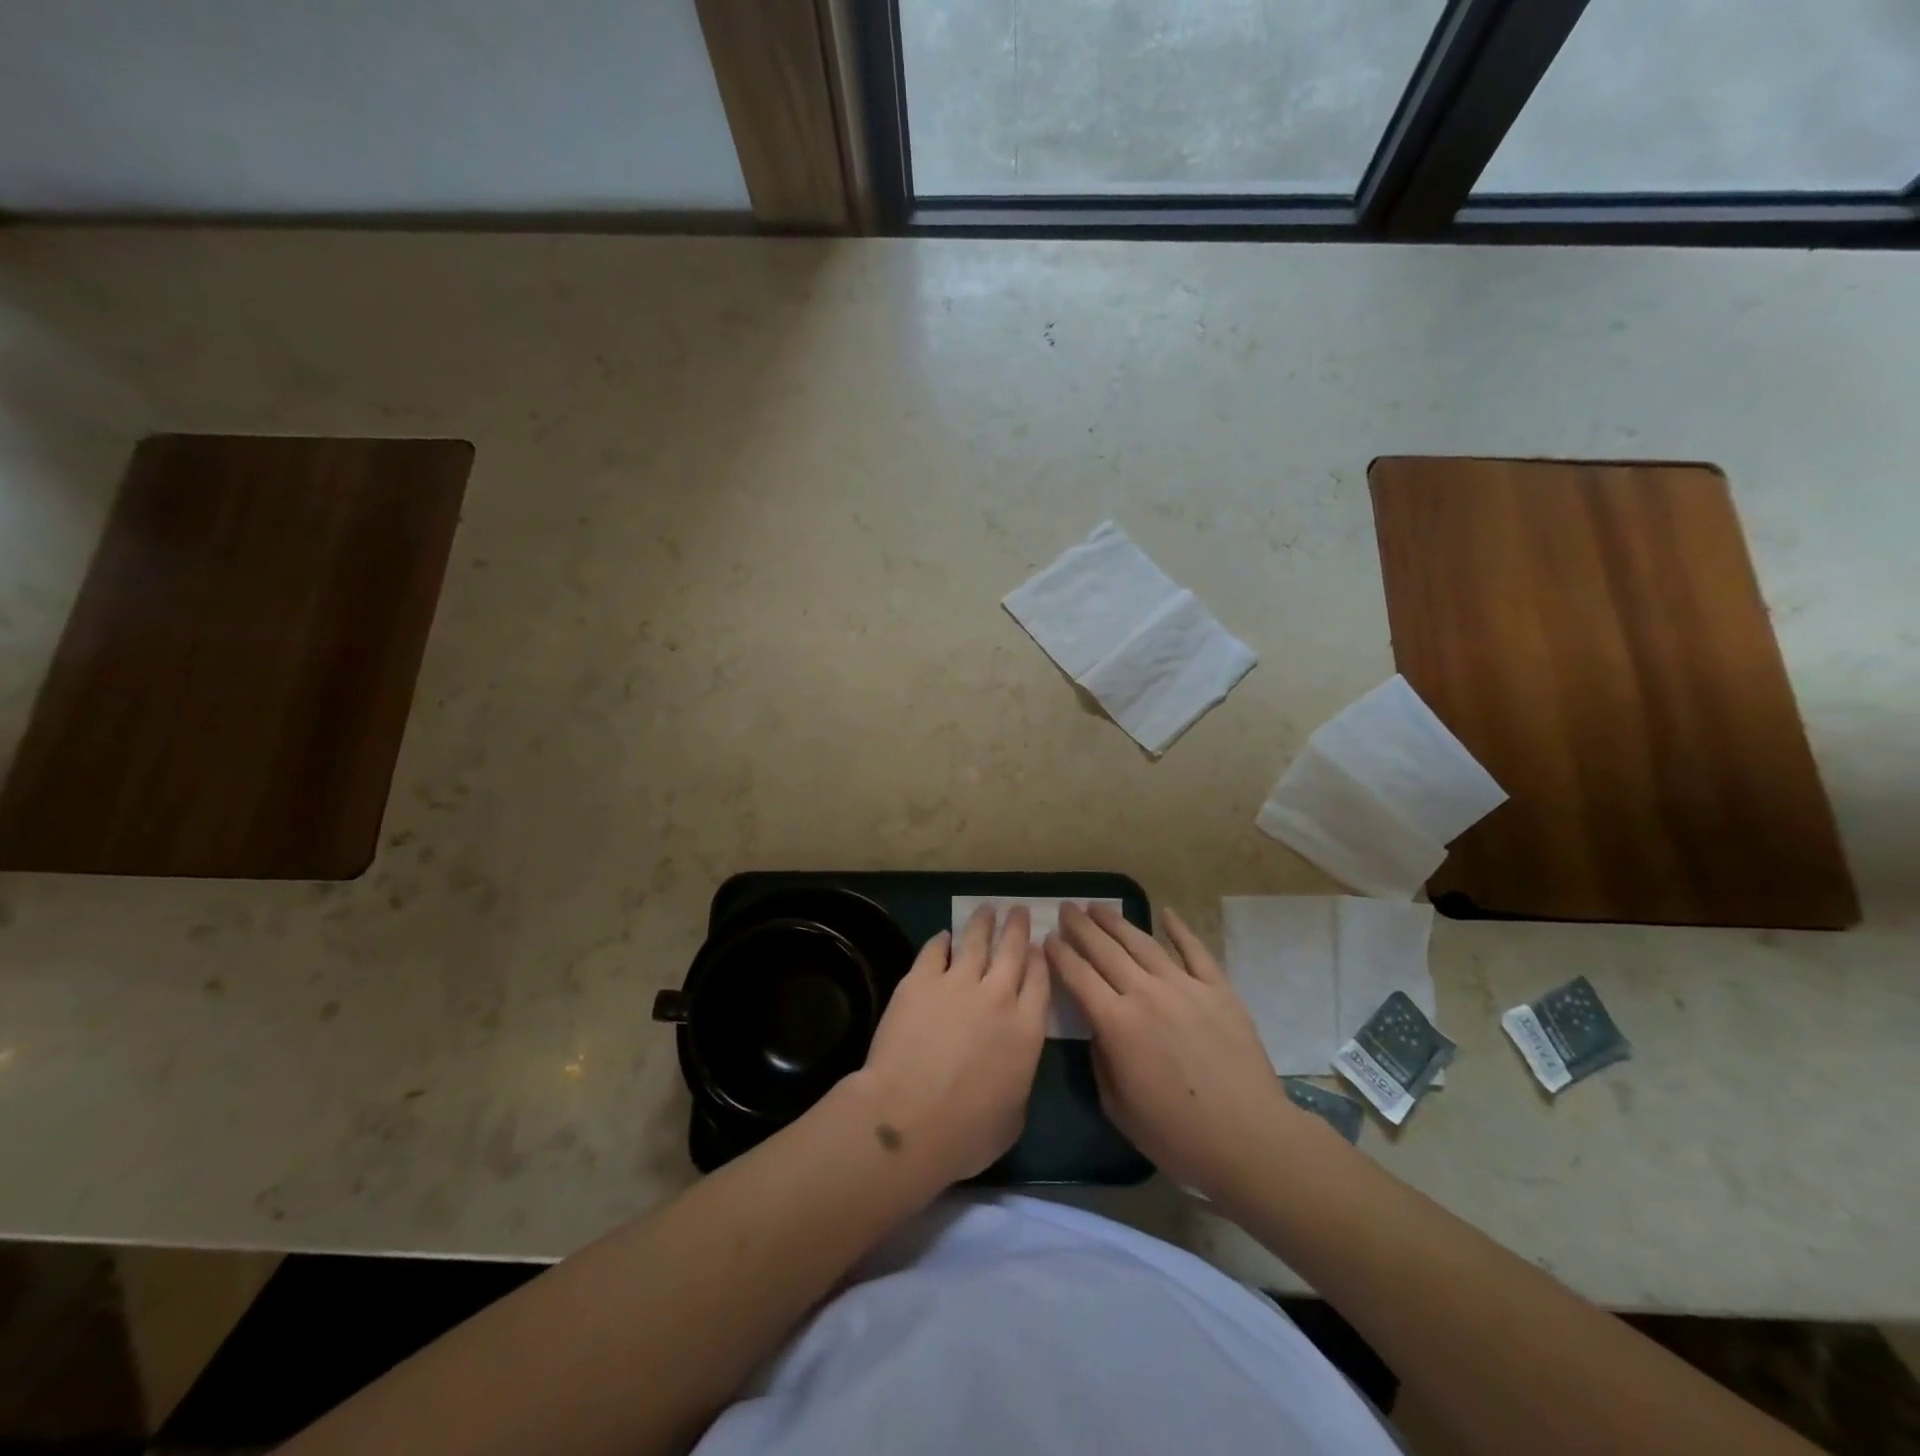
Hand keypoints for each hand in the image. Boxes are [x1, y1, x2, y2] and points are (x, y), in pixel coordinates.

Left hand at [848, 905, 1049, 1187]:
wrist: (908, 1119)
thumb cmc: (967, 1133)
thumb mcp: (1013, 1118)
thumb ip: (1018, 1082)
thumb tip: (1010, 1069)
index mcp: (1026, 1030)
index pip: (1040, 981)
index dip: (1040, 960)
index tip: (1038, 946)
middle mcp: (998, 996)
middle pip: (1012, 951)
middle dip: (1016, 928)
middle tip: (1017, 910)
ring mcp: (957, 983)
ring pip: (975, 942)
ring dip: (982, 923)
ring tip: (987, 909)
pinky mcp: (920, 981)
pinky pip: (934, 951)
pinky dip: (941, 941)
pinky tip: (943, 936)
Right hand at [1047, 902, 1292, 1201]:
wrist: (1249, 1139)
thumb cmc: (1177, 1135)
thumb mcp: (1118, 1106)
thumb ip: (1101, 1060)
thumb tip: (1100, 1028)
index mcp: (1116, 1023)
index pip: (1078, 976)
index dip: (1060, 954)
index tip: (1047, 937)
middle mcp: (1146, 994)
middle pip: (1105, 950)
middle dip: (1081, 927)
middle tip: (1066, 908)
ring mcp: (1185, 987)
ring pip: (1143, 943)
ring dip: (1117, 922)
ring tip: (1099, 906)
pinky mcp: (1218, 990)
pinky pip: (1195, 951)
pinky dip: (1179, 929)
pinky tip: (1166, 913)